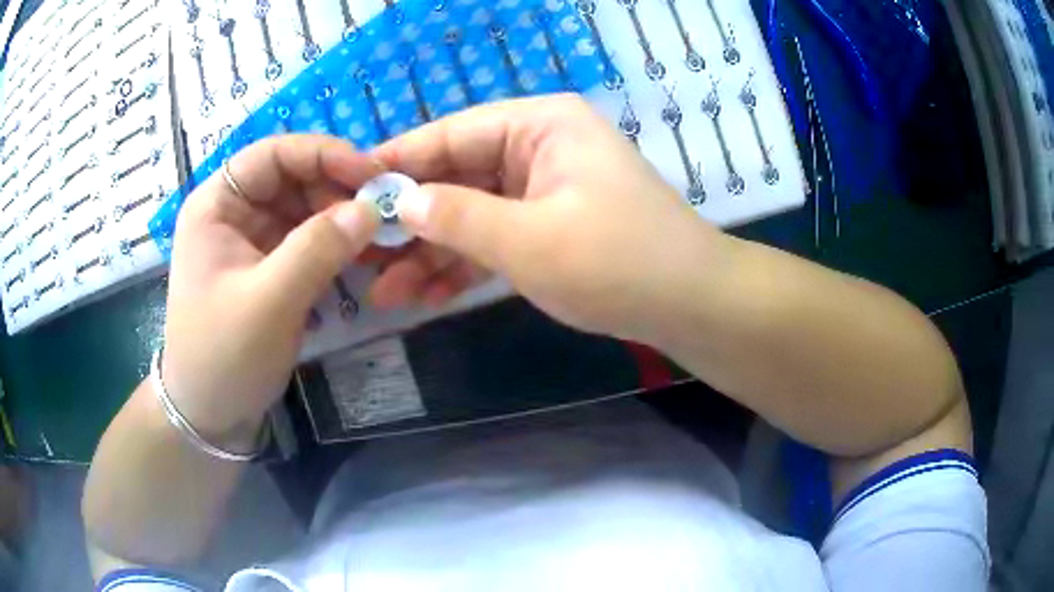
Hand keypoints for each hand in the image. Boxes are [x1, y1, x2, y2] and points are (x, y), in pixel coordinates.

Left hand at [162, 135, 380, 446]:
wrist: (210, 414)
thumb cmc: (223, 355)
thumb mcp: (269, 301)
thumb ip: (318, 249)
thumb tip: (372, 208)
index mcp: (216, 205)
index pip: (273, 154)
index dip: (323, 153)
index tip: (371, 174)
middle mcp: (233, 212)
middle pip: (292, 178)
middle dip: (337, 190)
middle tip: (383, 213)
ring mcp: (251, 240)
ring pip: (304, 208)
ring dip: (341, 219)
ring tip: (378, 239)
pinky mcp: (268, 267)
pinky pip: (307, 240)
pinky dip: (335, 245)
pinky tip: (361, 258)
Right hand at [371, 94, 726, 342]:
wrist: (691, 305)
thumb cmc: (617, 261)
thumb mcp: (528, 240)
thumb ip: (457, 217)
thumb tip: (399, 203)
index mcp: (539, 125)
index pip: (451, 134)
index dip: (399, 164)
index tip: (351, 193)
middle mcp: (539, 147)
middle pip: (457, 176)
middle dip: (411, 222)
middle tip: (361, 256)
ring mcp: (545, 190)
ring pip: (472, 214)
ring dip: (431, 253)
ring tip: (383, 292)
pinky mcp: (551, 227)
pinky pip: (496, 239)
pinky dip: (465, 266)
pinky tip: (425, 295)